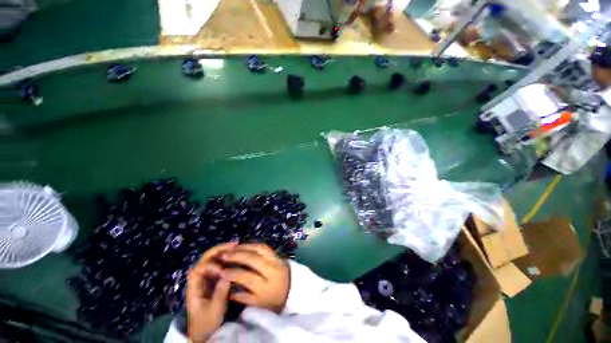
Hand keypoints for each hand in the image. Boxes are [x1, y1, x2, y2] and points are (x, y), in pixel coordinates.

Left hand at [186, 242, 236, 341]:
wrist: (202, 331)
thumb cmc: (206, 322)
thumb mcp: (214, 310)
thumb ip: (220, 293)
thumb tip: (227, 275)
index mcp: (194, 287)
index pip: (200, 268)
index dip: (212, 263)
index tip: (225, 263)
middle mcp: (198, 279)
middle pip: (206, 259)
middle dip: (219, 250)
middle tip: (235, 244)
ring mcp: (205, 279)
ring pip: (212, 260)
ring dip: (223, 252)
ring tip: (237, 247)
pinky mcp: (211, 280)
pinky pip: (217, 265)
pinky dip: (226, 258)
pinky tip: (235, 256)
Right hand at [221, 243, 289, 312]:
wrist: (293, 289)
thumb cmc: (274, 300)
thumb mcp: (258, 304)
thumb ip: (242, 296)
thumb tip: (226, 288)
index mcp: (267, 287)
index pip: (248, 277)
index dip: (233, 273)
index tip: (221, 271)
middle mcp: (272, 270)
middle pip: (254, 259)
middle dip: (237, 256)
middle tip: (224, 255)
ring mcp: (276, 260)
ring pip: (259, 248)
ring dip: (245, 247)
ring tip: (232, 248)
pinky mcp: (277, 254)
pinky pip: (264, 246)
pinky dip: (253, 245)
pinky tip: (244, 246)